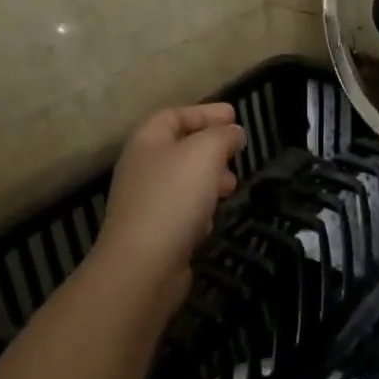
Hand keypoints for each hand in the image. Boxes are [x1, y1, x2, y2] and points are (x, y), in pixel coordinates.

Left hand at [94, 103, 246, 310]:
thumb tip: (233, 132)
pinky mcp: (153, 233)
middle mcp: (141, 168)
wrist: (143, 265)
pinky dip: (199, 209)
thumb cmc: (174, 197)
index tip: (234, 116)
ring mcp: (145, 202)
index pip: (175, 115)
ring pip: (183, 181)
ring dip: (209, 179)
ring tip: (231, 187)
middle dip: (211, 148)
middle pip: (179, 147)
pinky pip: (180, 211)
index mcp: (147, 141)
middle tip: (236, 153)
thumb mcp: (205, 152)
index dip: (205, 112)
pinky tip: (211, 219)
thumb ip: (223, 135)